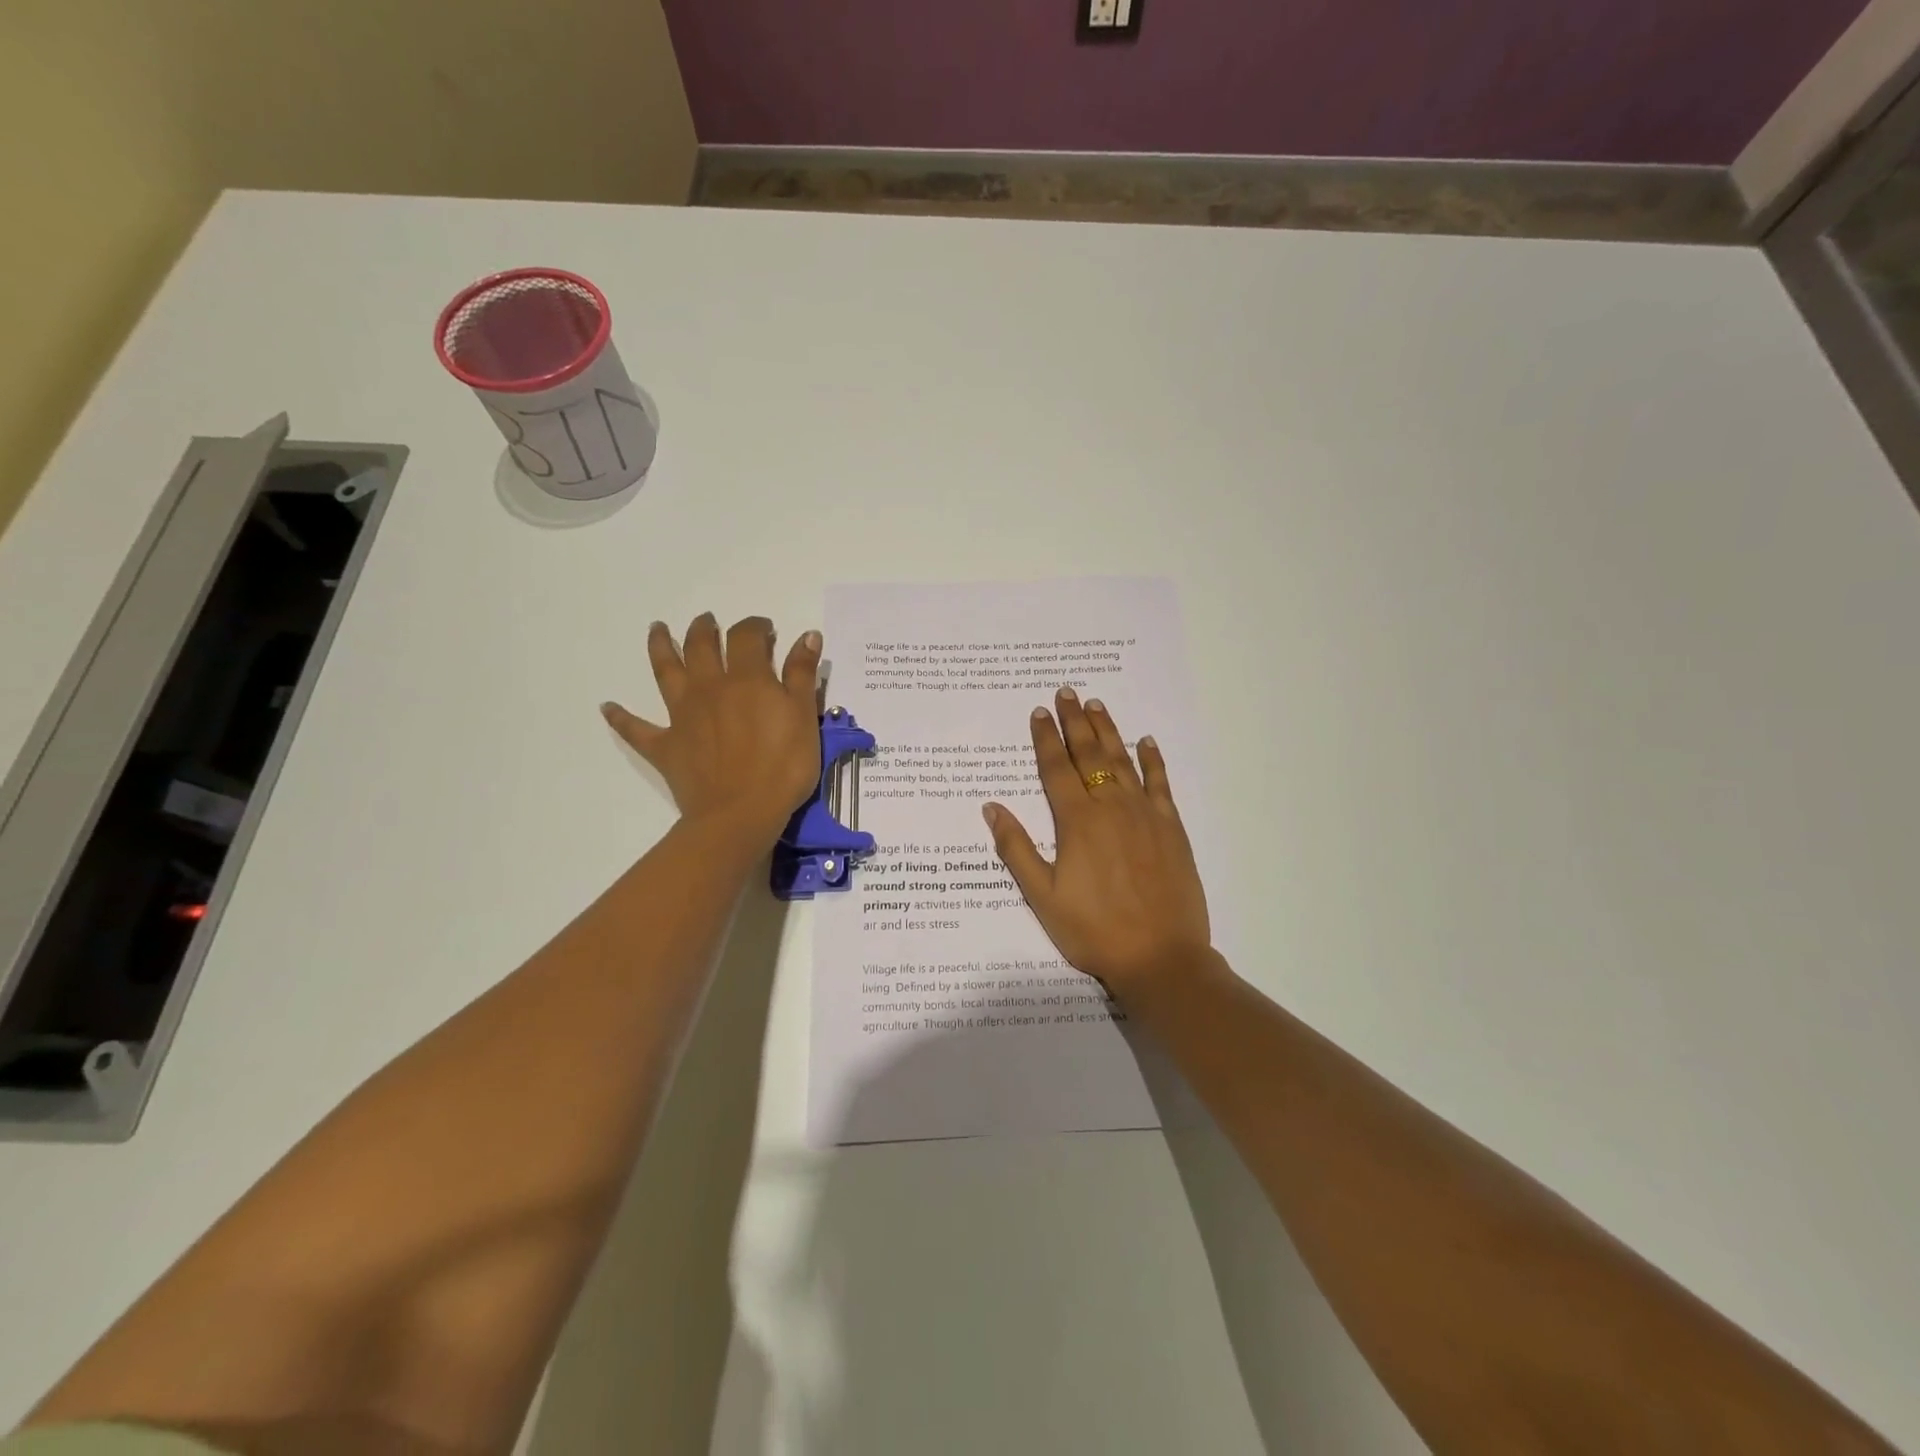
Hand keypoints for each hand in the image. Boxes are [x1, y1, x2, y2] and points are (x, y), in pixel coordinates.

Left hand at [601, 614, 821, 845]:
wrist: (740, 813)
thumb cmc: (783, 767)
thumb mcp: (804, 718)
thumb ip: (802, 674)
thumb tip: (806, 635)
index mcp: (746, 678)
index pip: (747, 637)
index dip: (755, 627)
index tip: (765, 629)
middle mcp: (709, 687)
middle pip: (701, 646)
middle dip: (705, 629)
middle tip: (707, 621)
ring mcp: (682, 715)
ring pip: (666, 671)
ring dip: (660, 647)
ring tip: (657, 629)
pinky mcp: (665, 745)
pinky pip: (636, 729)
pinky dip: (621, 717)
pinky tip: (608, 707)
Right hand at [983, 688, 1210, 998]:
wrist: (1160, 957)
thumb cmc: (1093, 931)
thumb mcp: (1042, 896)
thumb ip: (1016, 849)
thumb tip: (991, 808)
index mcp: (1077, 821)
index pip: (1055, 768)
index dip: (1045, 739)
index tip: (1039, 712)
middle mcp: (1110, 807)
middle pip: (1089, 754)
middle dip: (1076, 722)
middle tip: (1067, 693)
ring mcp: (1145, 814)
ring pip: (1123, 761)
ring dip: (1108, 731)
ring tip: (1097, 705)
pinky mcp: (1171, 828)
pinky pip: (1160, 784)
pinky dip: (1152, 760)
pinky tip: (1146, 742)